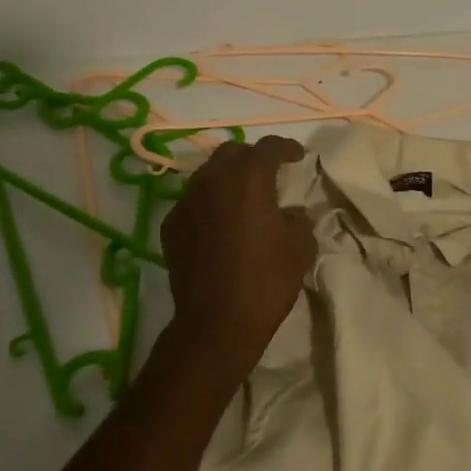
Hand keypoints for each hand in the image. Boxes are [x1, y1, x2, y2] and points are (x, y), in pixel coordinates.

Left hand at [159, 136, 315, 383]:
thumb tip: (292, 213)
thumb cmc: (266, 281)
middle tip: (268, 174)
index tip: (297, 156)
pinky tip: (218, 224)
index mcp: (249, 178)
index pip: (269, 147)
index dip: (286, 148)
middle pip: (232, 152)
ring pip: (208, 174)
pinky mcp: (171, 225)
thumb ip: (299, 221)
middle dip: (252, 158)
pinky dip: (208, 204)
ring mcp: (187, 201)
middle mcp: (213, 180)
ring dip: (227, 179)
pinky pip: (192, 201)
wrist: (216, 322)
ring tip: (242, 198)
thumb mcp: (299, 249)